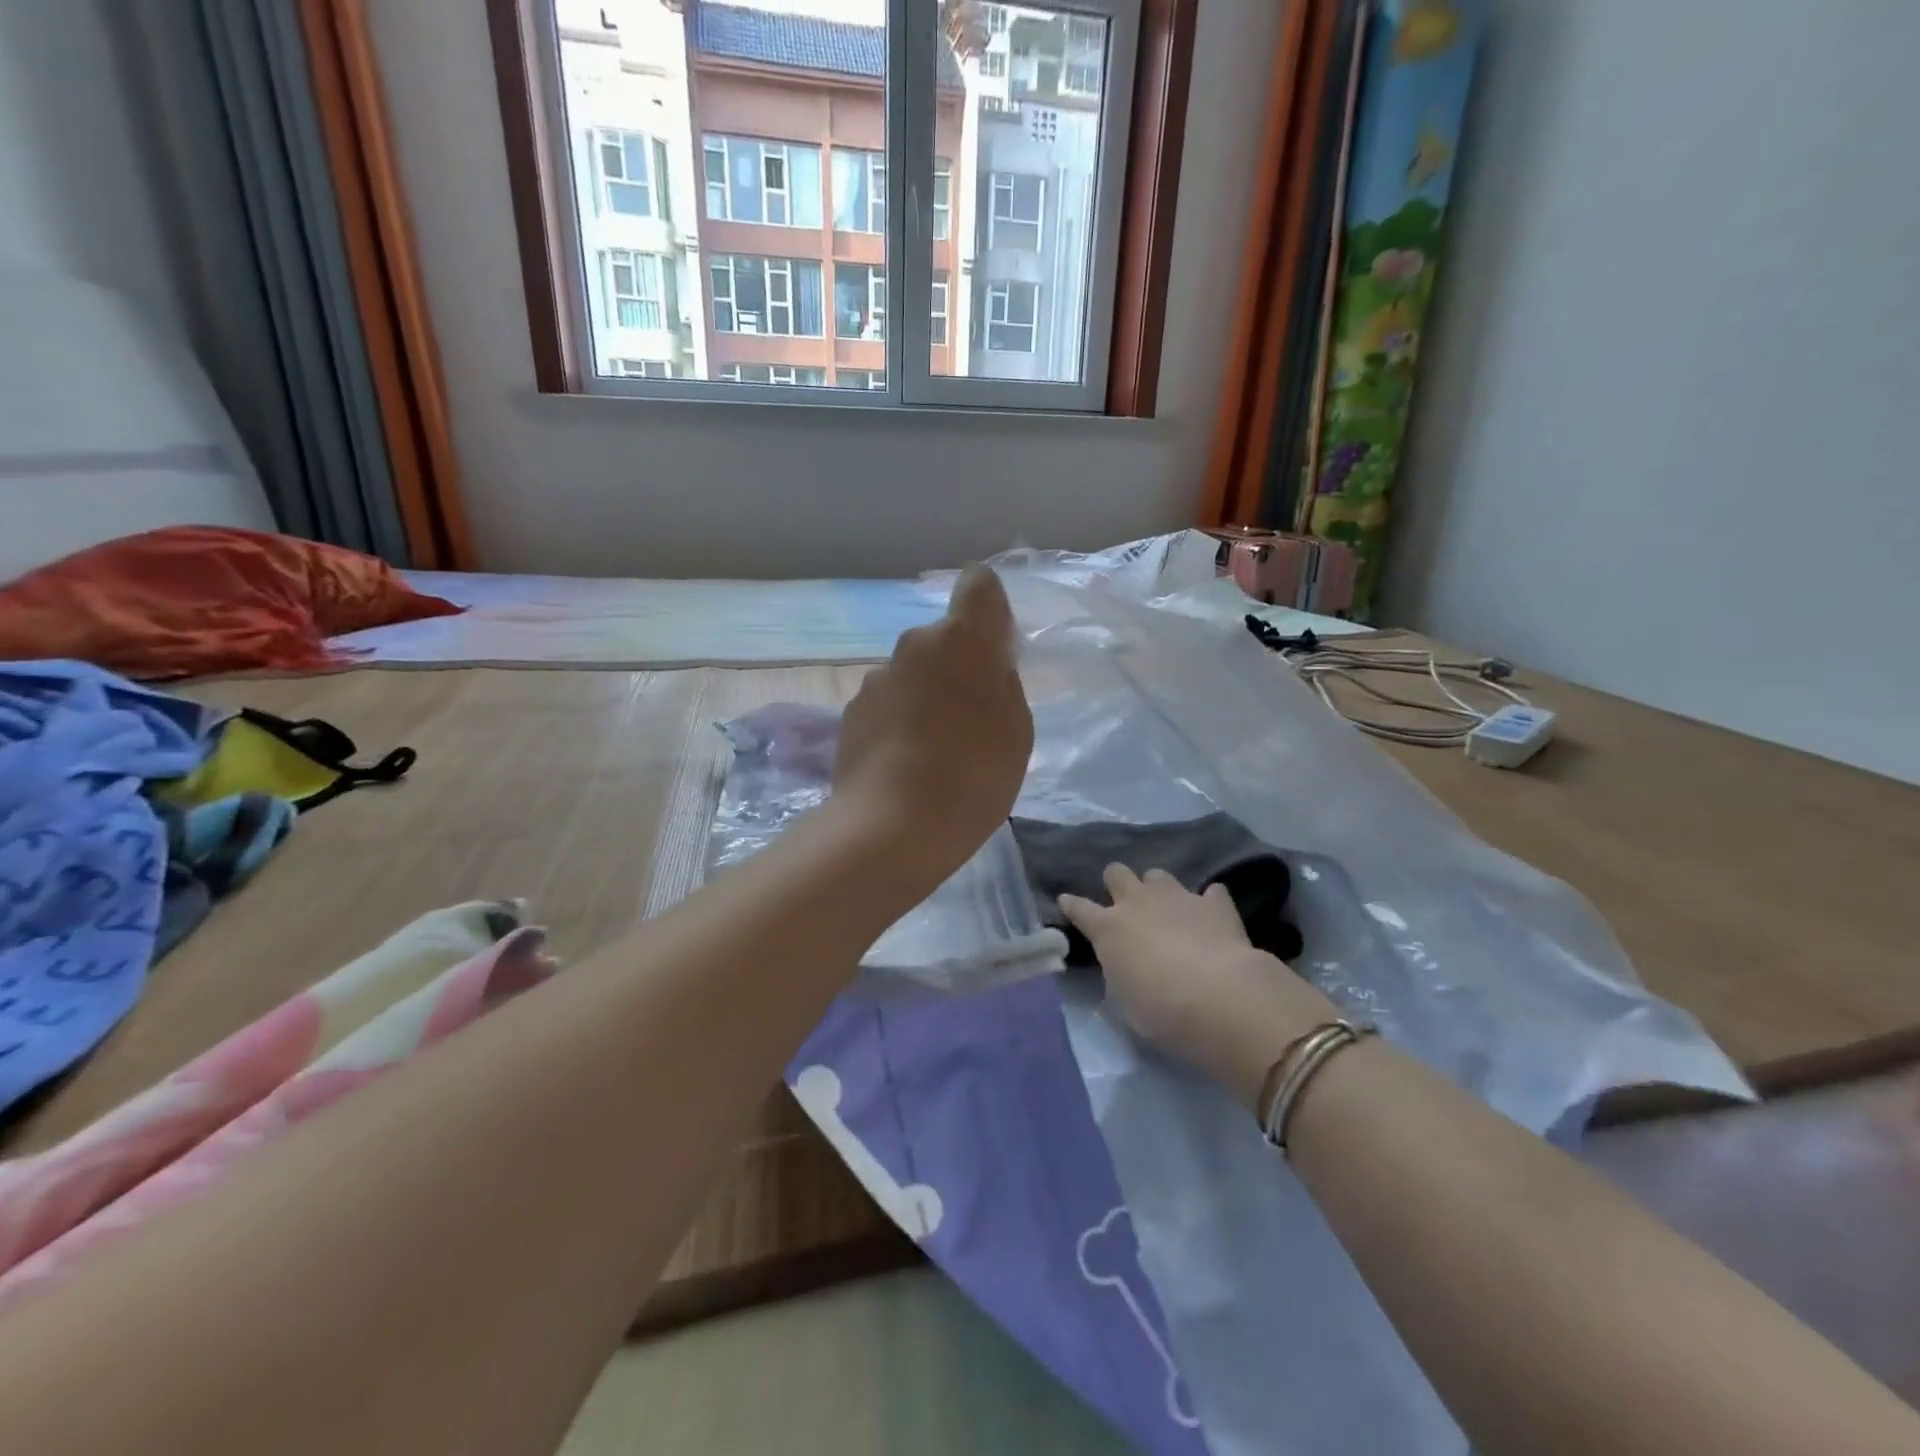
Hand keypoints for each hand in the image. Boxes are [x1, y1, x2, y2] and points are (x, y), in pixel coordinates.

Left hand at [833, 564, 1033, 892]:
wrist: (891, 828)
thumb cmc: (973, 776)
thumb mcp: (1017, 731)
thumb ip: (1003, 684)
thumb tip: (985, 668)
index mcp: (961, 640)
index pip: (978, 585)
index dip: (990, 607)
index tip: (997, 646)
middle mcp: (913, 645)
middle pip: (944, 639)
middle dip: (959, 665)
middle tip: (974, 718)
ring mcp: (876, 678)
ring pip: (913, 674)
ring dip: (927, 695)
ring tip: (936, 751)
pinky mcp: (851, 712)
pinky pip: (888, 703)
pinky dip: (900, 721)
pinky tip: (906, 765)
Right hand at [1060, 867, 1339, 1109]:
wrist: (1219, 997)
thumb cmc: (1159, 1010)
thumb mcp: (1123, 1001)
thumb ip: (1118, 975)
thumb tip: (1122, 967)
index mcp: (1108, 928)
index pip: (1079, 908)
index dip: (1071, 905)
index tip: (1067, 902)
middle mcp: (1137, 902)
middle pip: (1116, 873)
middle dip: (1117, 883)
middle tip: (1125, 904)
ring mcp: (1177, 897)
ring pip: (1157, 874)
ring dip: (1158, 889)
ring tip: (1167, 910)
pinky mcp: (1214, 903)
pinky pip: (1209, 892)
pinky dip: (1208, 903)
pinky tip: (1212, 916)